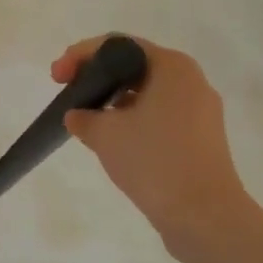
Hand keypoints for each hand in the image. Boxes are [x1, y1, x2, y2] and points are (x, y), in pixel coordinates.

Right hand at [52, 35, 250, 242]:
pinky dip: (134, 119)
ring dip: (114, 100)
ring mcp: (201, 110)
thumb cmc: (154, 161)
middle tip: (68, 92)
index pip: (117, 45)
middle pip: (134, 66)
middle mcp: (191, 80)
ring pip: (147, 92)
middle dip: (97, 76)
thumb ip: (83, 116)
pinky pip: (161, 115)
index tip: (56, 78)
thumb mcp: (105, 134)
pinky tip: (115, 140)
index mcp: (172, 66)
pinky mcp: (202, 138)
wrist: (205, 218)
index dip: (80, 56)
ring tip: (88, 119)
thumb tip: (77, 115)